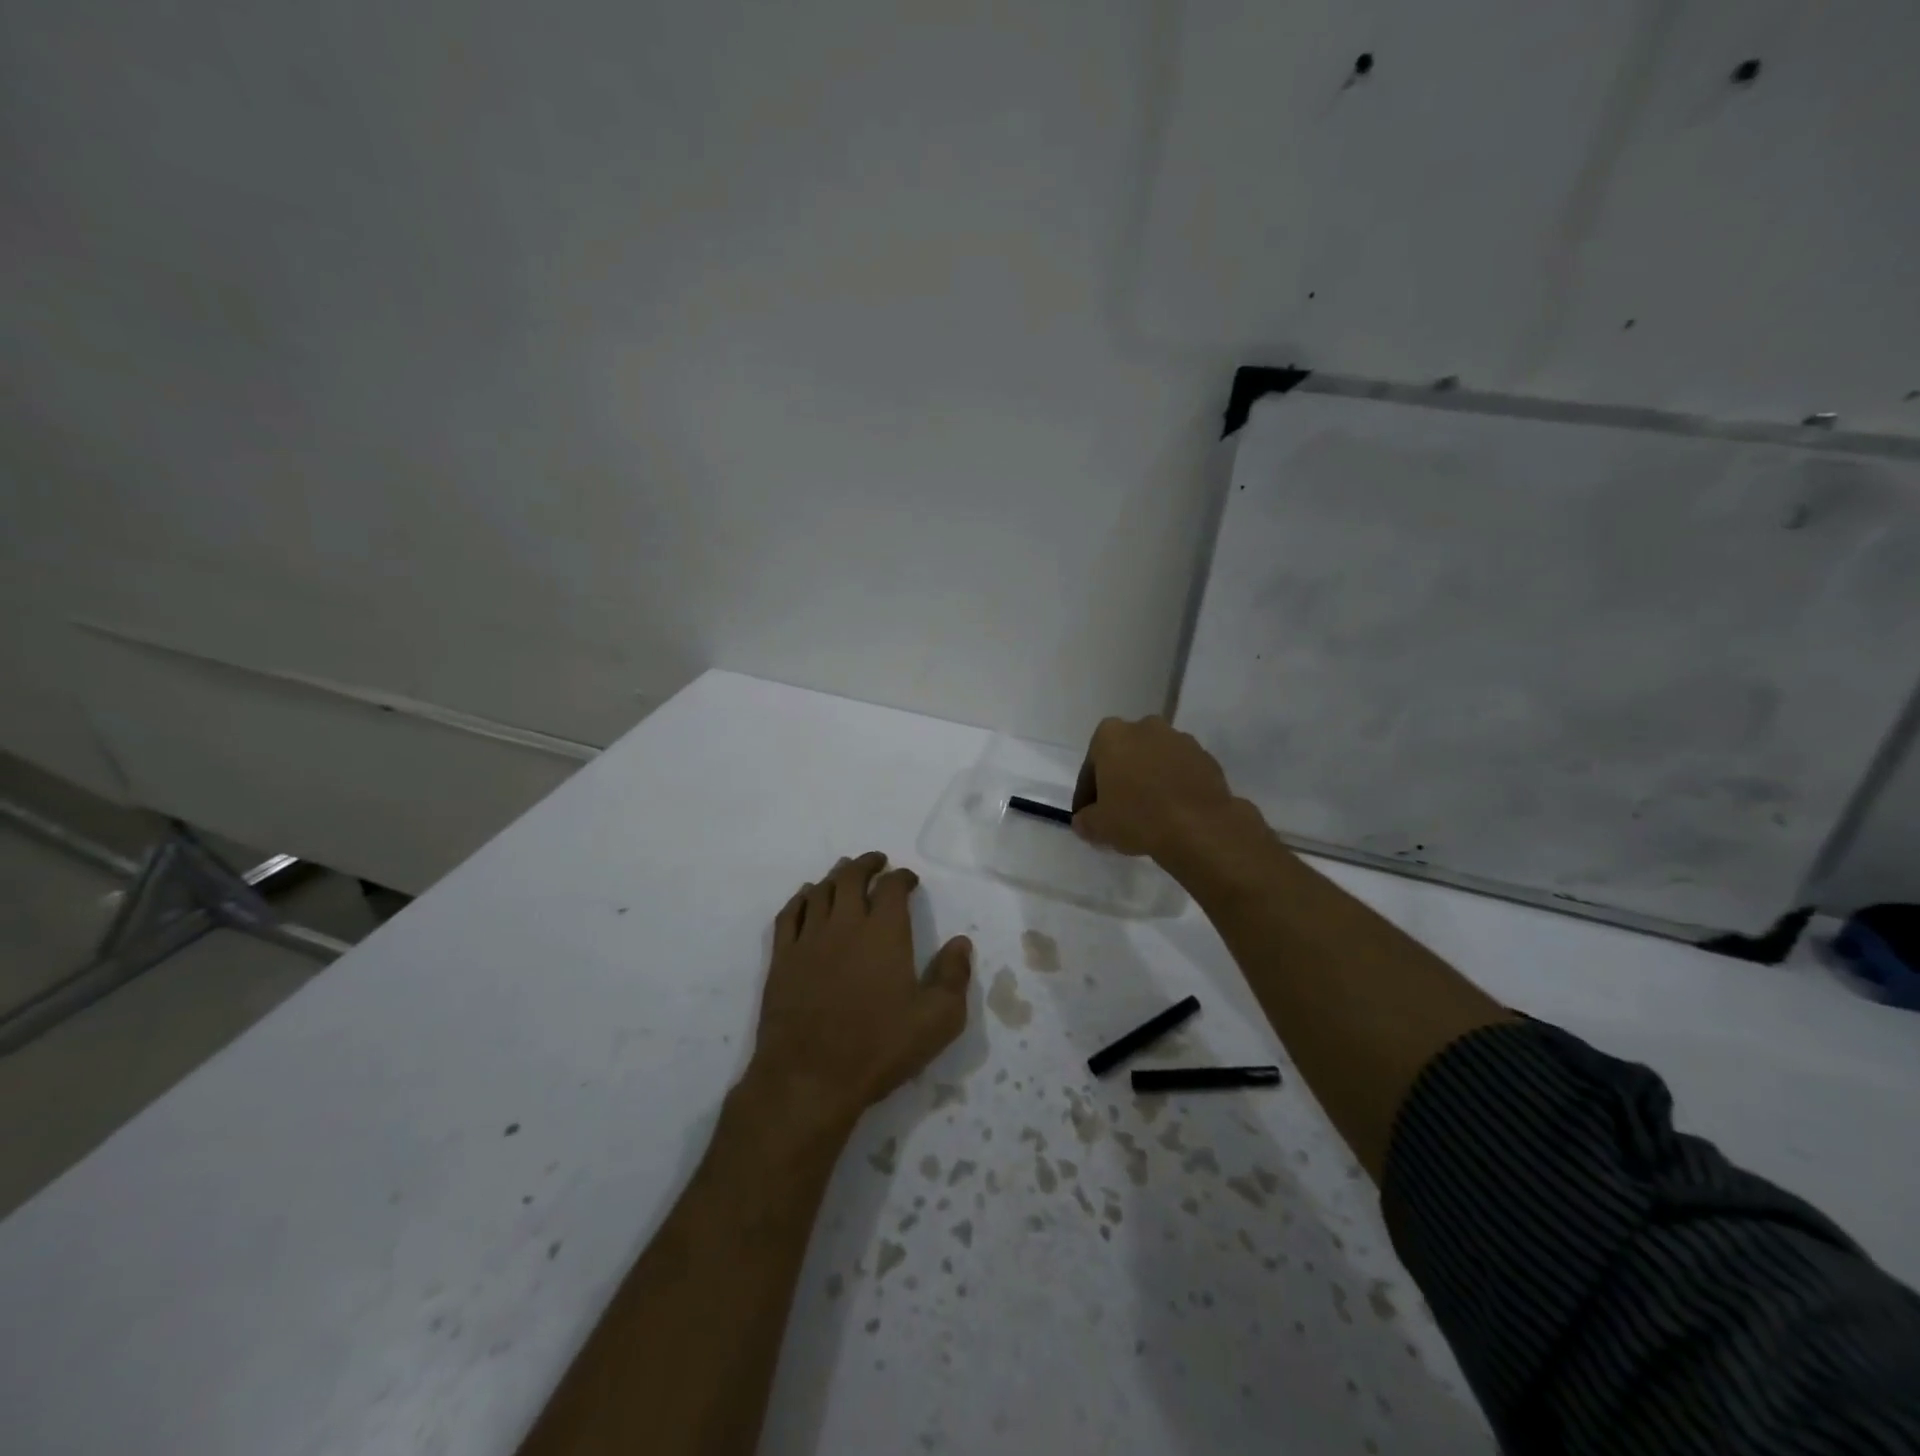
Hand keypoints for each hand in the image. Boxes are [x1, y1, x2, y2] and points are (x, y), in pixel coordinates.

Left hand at [748, 852, 971, 1128]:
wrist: (809, 1077)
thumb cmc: (879, 1047)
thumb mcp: (937, 1020)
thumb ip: (953, 976)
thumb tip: (961, 943)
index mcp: (884, 933)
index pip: (892, 887)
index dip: (902, 877)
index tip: (909, 880)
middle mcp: (845, 924)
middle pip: (851, 877)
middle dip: (866, 864)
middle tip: (876, 862)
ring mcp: (809, 939)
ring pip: (820, 891)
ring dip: (835, 876)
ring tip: (844, 872)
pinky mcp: (782, 959)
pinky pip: (789, 914)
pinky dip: (801, 898)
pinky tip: (807, 897)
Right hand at [1071, 715, 1236, 863]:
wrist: (1200, 827)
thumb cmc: (1138, 818)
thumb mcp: (1098, 826)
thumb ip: (1085, 821)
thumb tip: (1084, 821)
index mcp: (1111, 735)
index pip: (1091, 766)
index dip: (1087, 793)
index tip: (1088, 815)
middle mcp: (1145, 727)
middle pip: (1125, 755)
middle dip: (1121, 778)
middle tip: (1119, 810)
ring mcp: (1180, 739)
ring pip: (1155, 760)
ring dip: (1150, 779)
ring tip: (1149, 813)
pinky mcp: (1206, 757)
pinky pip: (1181, 771)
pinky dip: (1174, 786)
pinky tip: (1173, 812)